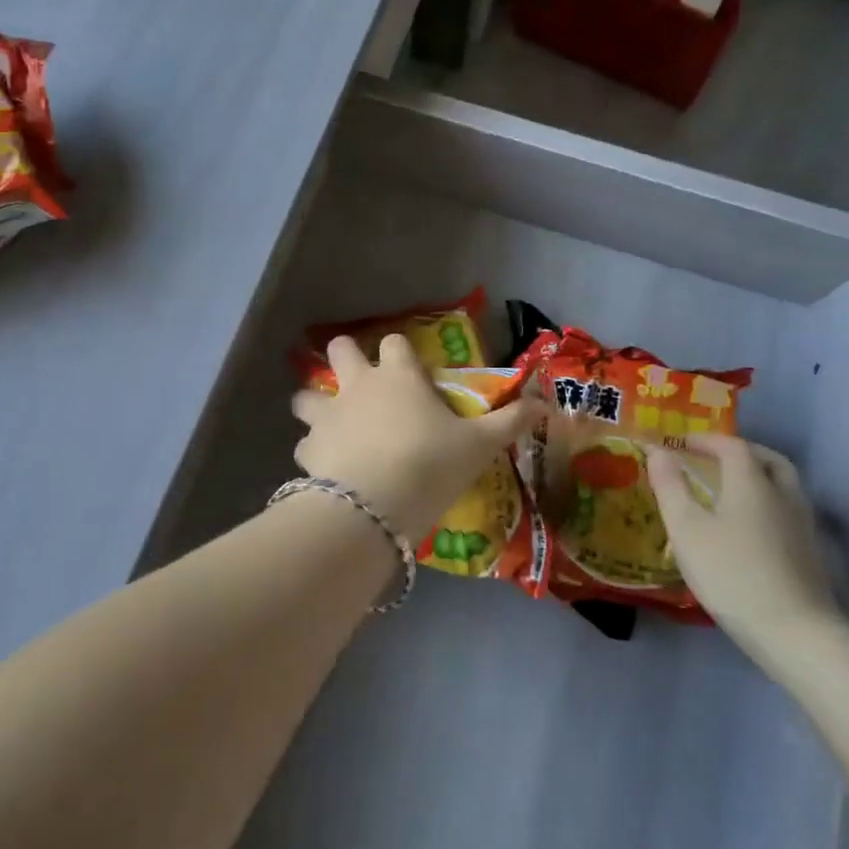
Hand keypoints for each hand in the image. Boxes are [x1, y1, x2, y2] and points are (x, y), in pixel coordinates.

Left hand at [291, 334, 541, 541]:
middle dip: (344, 358)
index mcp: (398, 376)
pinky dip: (313, 452)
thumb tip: (545, 403)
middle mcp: (358, 386)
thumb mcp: (479, 445)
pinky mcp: (307, 449)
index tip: (410, 371)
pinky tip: (327, 469)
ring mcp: (327, 415)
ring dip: (315, 404)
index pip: (394, 342)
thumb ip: (510, 422)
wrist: (374, 506)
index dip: (400, 351)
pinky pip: (304, 444)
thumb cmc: (431, 464)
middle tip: (359, 382)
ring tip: (332, 425)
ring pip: (306, 395)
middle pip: (339, 349)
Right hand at [647, 433, 840, 661]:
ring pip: (783, 486)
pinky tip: (751, 527)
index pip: (731, 445)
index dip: (706, 440)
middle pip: (767, 459)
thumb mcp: (687, 529)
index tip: (681, 444)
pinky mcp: (811, 554)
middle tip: (715, 458)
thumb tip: (658, 450)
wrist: (796, 634)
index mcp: (751, 482)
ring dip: (758, 477)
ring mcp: (802, 525)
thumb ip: (670, 486)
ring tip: (731, 490)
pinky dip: (768, 504)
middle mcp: (782, 495)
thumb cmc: (732, 573)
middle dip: (740, 452)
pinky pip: (788, 511)